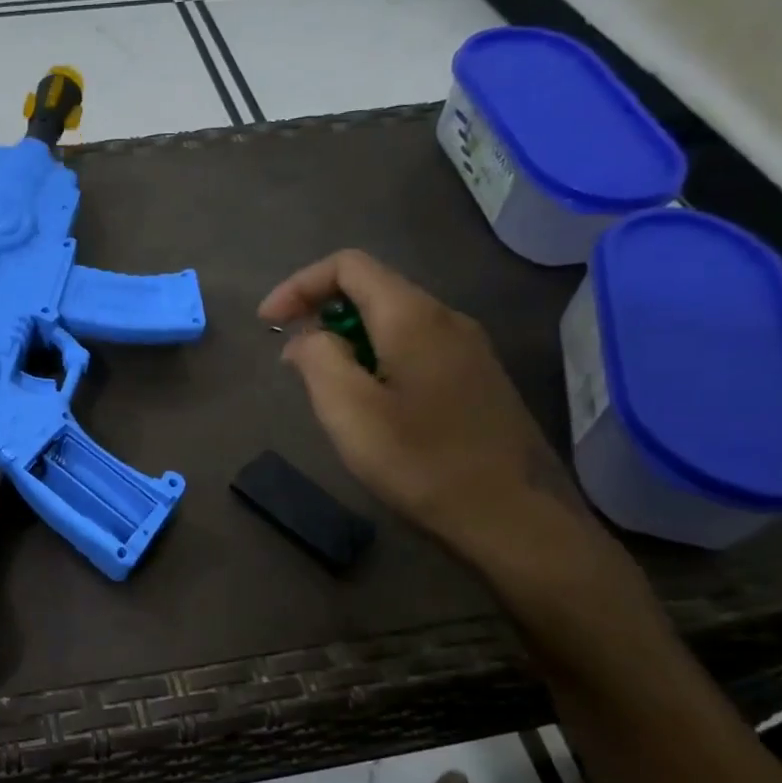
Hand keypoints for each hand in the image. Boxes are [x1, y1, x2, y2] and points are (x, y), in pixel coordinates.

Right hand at [259, 249, 590, 560]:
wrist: (513, 517)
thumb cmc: (422, 462)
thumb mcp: (349, 411)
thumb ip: (318, 359)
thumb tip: (307, 337)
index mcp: (413, 317)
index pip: (348, 265)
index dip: (299, 285)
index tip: (268, 324)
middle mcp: (447, 318)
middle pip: (372, 288)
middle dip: (320, 311)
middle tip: (291, 357)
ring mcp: (469, 348)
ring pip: (393, 319)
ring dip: (347, 337)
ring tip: (323, 382)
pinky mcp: (477, 378)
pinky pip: (414, 346)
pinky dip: (376, 356)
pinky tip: (368, 400)